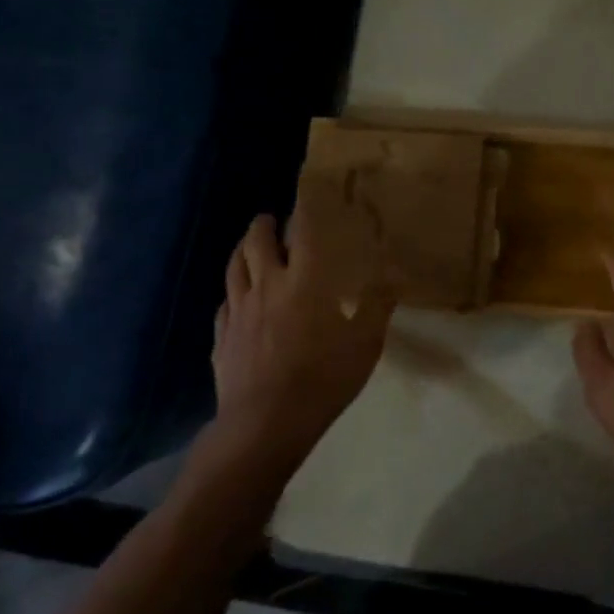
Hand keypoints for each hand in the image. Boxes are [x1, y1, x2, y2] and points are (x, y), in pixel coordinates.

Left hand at [210, 187, 394, 474]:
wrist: (265, 422)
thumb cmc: (323, 378)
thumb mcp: (365, 343)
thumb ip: (378, 305)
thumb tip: (392, 276)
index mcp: (305, 280)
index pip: (303, 230)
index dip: (304, 207)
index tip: (307, 190)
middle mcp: (267, 284)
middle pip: (257, 240)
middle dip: (264, 224)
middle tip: (274, 220)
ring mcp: (239, 309)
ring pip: (234, 265)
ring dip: (243, 249)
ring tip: (251, 247)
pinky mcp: (222, 334)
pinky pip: (225, 301)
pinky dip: (234, 290)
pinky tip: (239, 298)